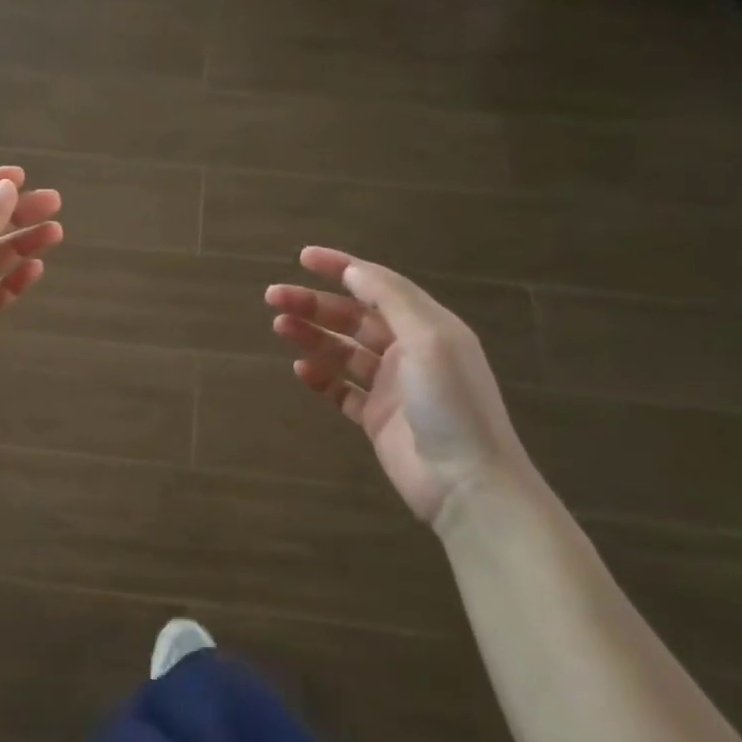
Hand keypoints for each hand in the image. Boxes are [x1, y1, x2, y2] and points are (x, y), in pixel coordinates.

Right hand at [266, 248, 531, 528]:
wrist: (468, 484)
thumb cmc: (451, 403)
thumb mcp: (428, 338)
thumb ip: (391, 299)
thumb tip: (353, 269)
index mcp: (427, 326)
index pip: (378, 285)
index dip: (341, 267)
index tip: (302, 257)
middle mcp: (409, 351)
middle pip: (353, 317)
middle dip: (314, 304)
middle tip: (273, 297)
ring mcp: (392, 386)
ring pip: (342, 351)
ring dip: (312, 336)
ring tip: (279, 327)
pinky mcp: (377, 418)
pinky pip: (341, 389)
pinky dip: (320, 377)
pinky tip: (301, 370)